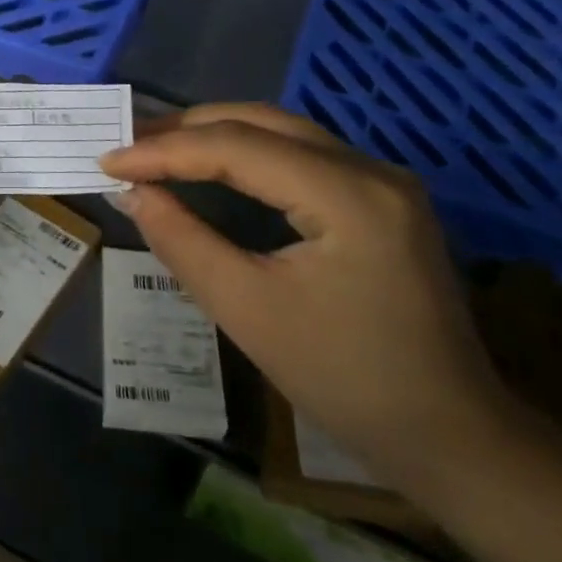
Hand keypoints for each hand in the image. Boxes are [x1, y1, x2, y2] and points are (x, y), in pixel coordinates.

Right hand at [99, 103, 507, 487]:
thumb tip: (132, 193)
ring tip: (157, 148)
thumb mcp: (247, 311)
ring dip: (216, 135)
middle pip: (260, 122)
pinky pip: (301, 154)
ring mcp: (383, 180)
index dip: (164, 151)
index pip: (236, 147)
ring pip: (282, 131)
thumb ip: (182, 241)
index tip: (108, 162)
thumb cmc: (346, 381)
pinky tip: (213, 166)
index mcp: (348, 195)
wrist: (452, 439)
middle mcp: (371, 169)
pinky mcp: (382, 198)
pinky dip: (247, 153)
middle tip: (127, 145)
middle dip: (187, 129)